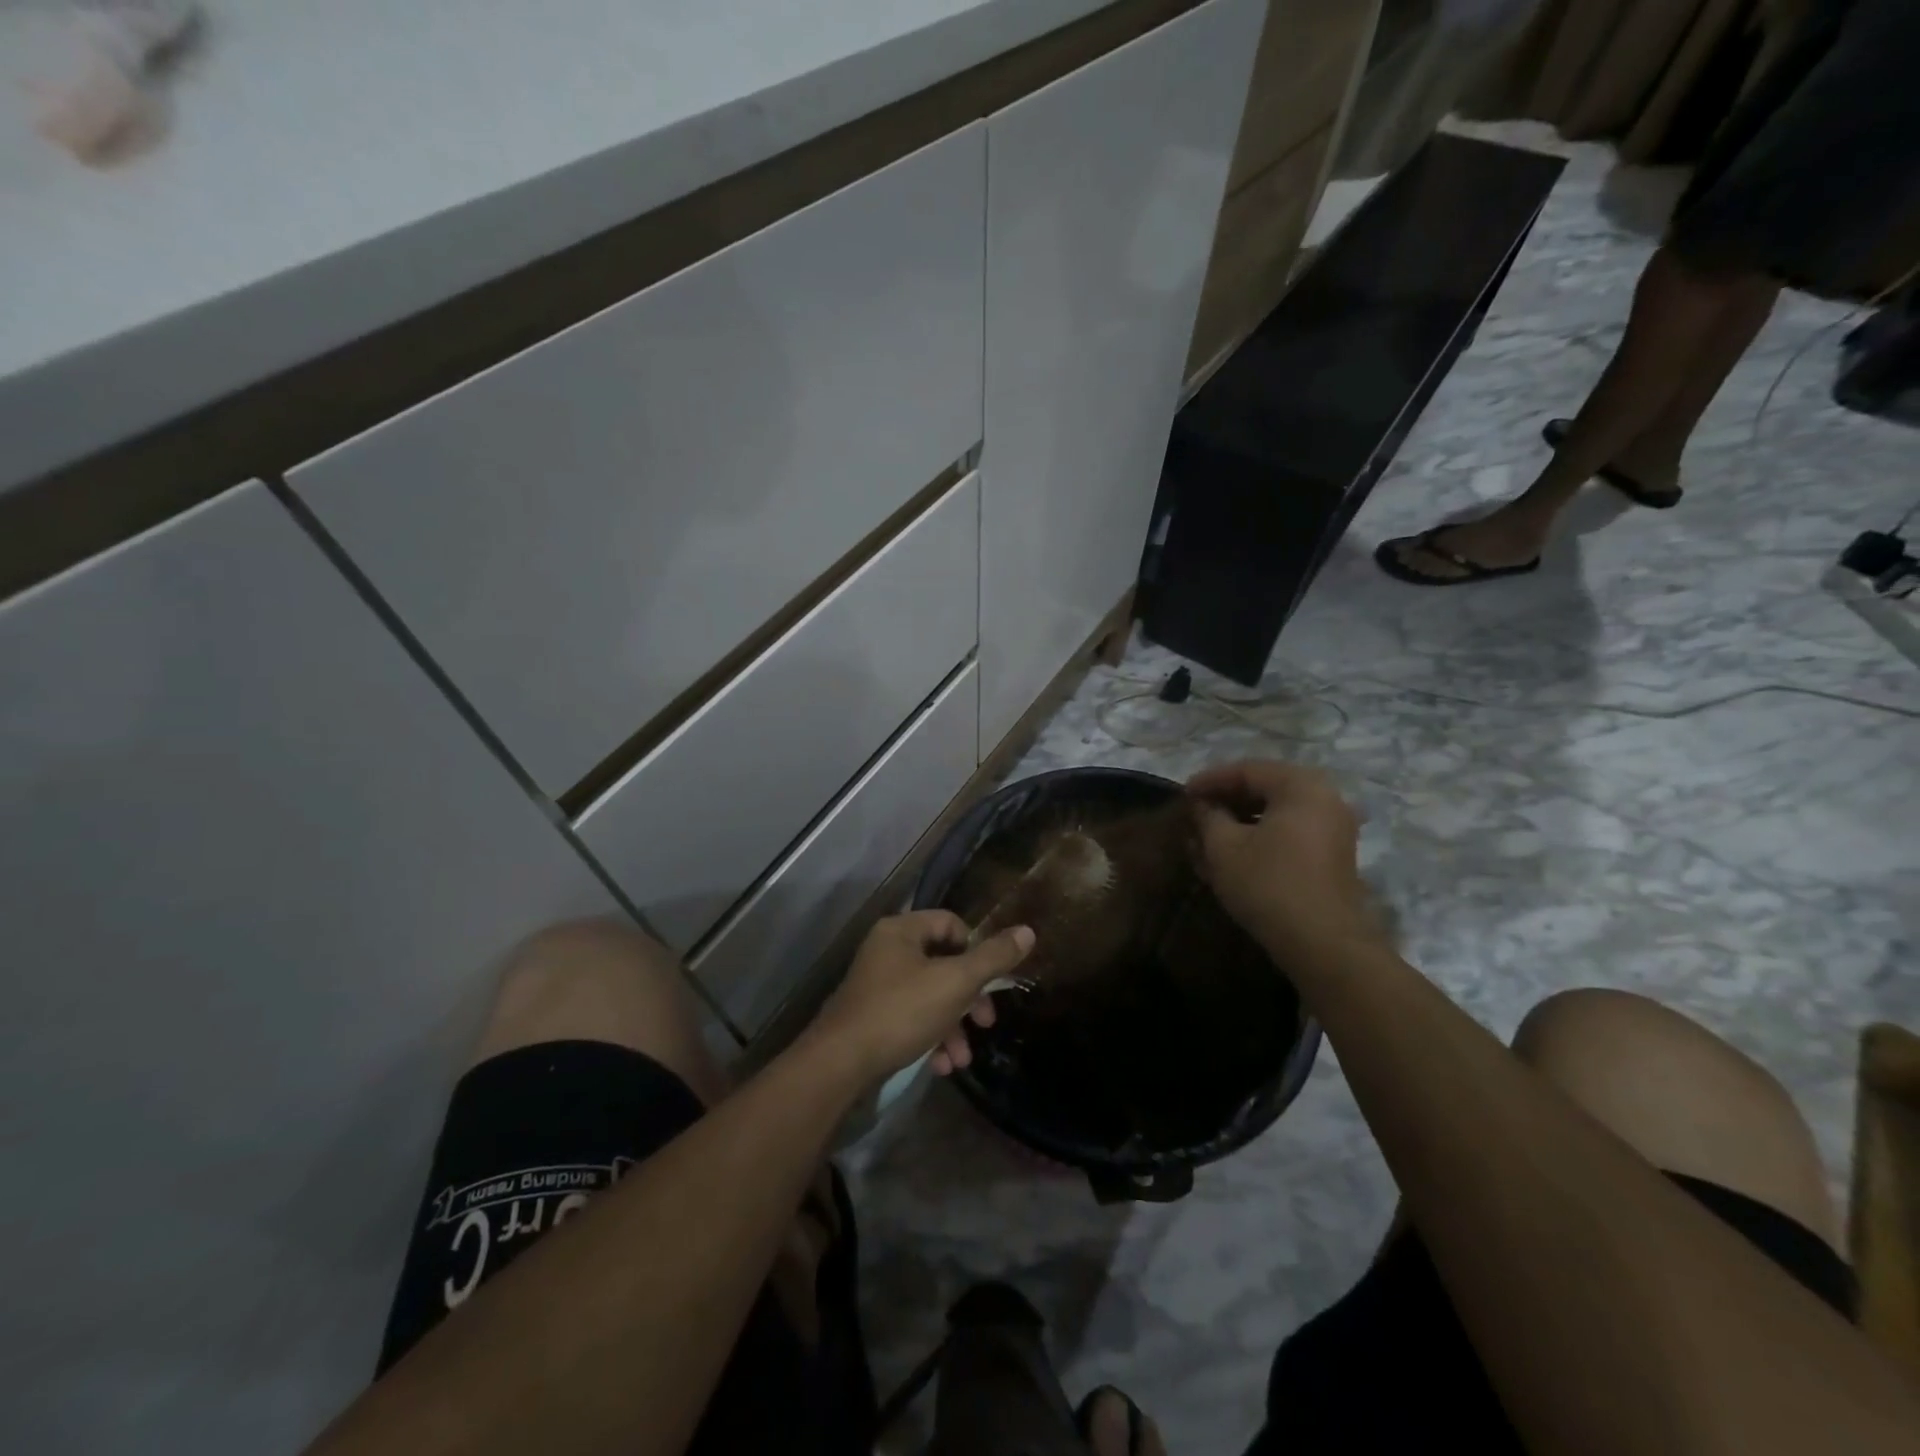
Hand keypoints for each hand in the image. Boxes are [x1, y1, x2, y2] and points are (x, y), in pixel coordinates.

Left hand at [807, 911, 1035, 1083]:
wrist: (840, 1064)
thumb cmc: (901, 1011)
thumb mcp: (955, 982)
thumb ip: (993, 958)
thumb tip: (1028, 931)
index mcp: (901, 930)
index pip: (950, 923)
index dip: (976, 948)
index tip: (990, 980)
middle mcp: (886, 951)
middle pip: (942, 963)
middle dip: (969, 998)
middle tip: (986, 1023)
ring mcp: (876, 985)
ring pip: (929, 996)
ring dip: (952, 1026)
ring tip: (961, 1059)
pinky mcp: (870, 1018)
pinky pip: (910, 1018)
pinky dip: (929, 1038)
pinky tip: (940, 1066)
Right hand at [1187, 760, 1379, 961]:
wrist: (1322, 943)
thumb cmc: (1268, 884)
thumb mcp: (1224, 847)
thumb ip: (1208, 816)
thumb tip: (1201, 805)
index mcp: (1301, 786)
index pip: (1246, 770)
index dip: (1209, 780)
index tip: (1182, 795)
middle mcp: (1325, 798)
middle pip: (1264, 789)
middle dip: (1225, 801)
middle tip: (1194, 814)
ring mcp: (1334, 827)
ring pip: (1276, 813)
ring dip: (1240, 821)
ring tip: (1207, 837)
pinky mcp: (1333, 855)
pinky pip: (1290, 832)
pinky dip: (1260, 836)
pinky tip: (1232, 854)